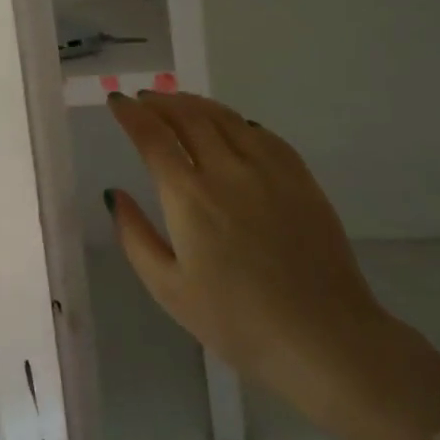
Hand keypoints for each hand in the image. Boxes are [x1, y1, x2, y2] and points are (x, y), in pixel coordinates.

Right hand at [106, 90, 397, 427]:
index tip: (116, 101)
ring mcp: (268, 170)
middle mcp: (226, 169)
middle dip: (160, 102)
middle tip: (143, 99)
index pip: (152, 136)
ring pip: (224, 117)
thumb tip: (115, 194)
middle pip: (187, 116)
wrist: (325, 339)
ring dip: (194, 103)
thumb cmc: (237, 321)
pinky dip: (236, 120)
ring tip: (178, 102)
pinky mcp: (300, 178)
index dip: (130, 113)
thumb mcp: (169, 290)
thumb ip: (134, 237)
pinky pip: (262, 133)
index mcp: (189, 196)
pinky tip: (231, 125)